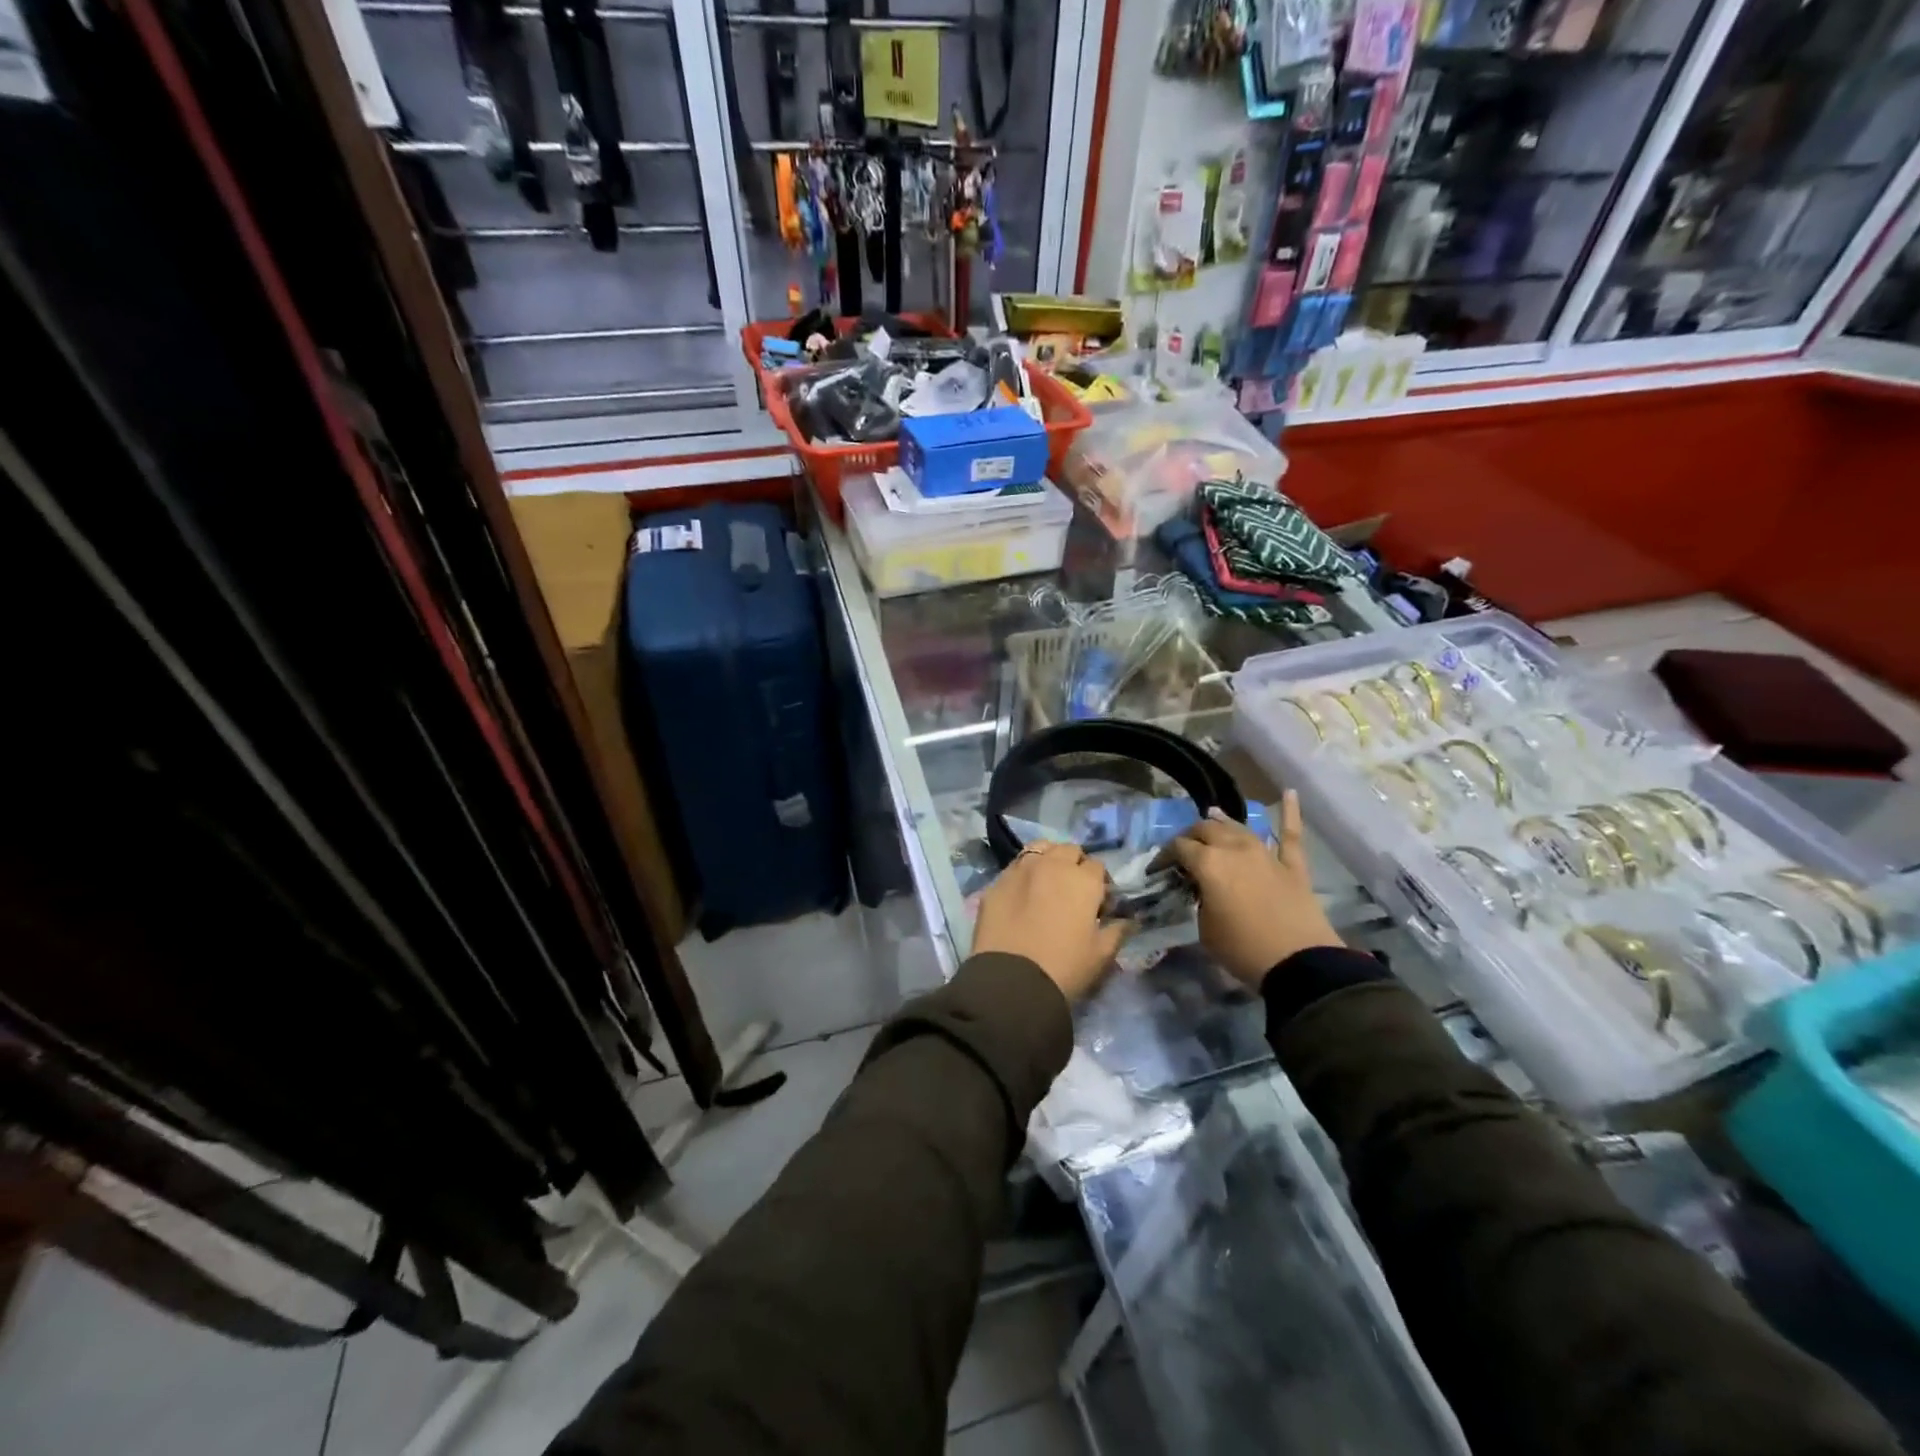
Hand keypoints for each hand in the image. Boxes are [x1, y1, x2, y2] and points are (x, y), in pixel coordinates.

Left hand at [972, 841, 1126, 1002]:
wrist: (1012, 980)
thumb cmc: (1064, 967)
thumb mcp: (1101, 954)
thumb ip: (1118, 931)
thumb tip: (1128, 920)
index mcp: (1083, 880)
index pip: (1097, 866)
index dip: (1100, 883)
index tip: (1097, 904)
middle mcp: (1052, 864)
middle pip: (1069, 851)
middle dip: (1074, 865)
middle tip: (1072, 891)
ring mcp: (1020, 869)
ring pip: (1039, 849)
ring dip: (1047, 859)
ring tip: (1046, 883)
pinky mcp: (996, 882)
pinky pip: (1014, 868)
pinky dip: (1022, 875)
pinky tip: (1020, 895)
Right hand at [1164, 791, 1342, 987]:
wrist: (1299, 964)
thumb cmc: (1243, 950)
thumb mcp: (1205, 928)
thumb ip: (1201, 899)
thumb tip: (1204, 888)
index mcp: (1208, 864)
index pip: (1178, 848)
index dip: (1164, 856)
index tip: (1158, 869)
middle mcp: (1234, 849)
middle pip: (1206, 830)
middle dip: (1190, 836)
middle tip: (1183, 848)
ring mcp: (1266, 853)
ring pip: (1239, 828)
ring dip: (1223, 821)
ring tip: (1212, 816)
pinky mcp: (1293, 865)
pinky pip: (1290, 834)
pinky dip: (1290, 812)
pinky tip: (1289, 792)